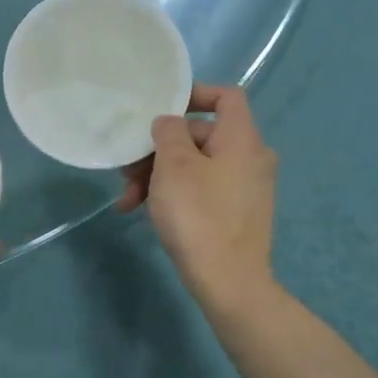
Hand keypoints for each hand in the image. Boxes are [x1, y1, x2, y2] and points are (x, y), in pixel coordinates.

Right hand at [117, 82, 276, 305]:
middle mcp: (250, 158)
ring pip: (195, 166)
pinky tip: (142, 212)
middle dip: (159, 148)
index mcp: (242, 139)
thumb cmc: (199, 216)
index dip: (194, 94)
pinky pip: (202, 190)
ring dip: (158, 176)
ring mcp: (245, 188)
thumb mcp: (174, 167)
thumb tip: (169, 123)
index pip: (226, 97)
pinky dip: (174, 194)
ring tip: (127, 199)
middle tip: (127, 168)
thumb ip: (168, 133)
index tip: (161, 110)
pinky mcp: (236, 213)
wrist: (229, 283)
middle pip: (201, 135)